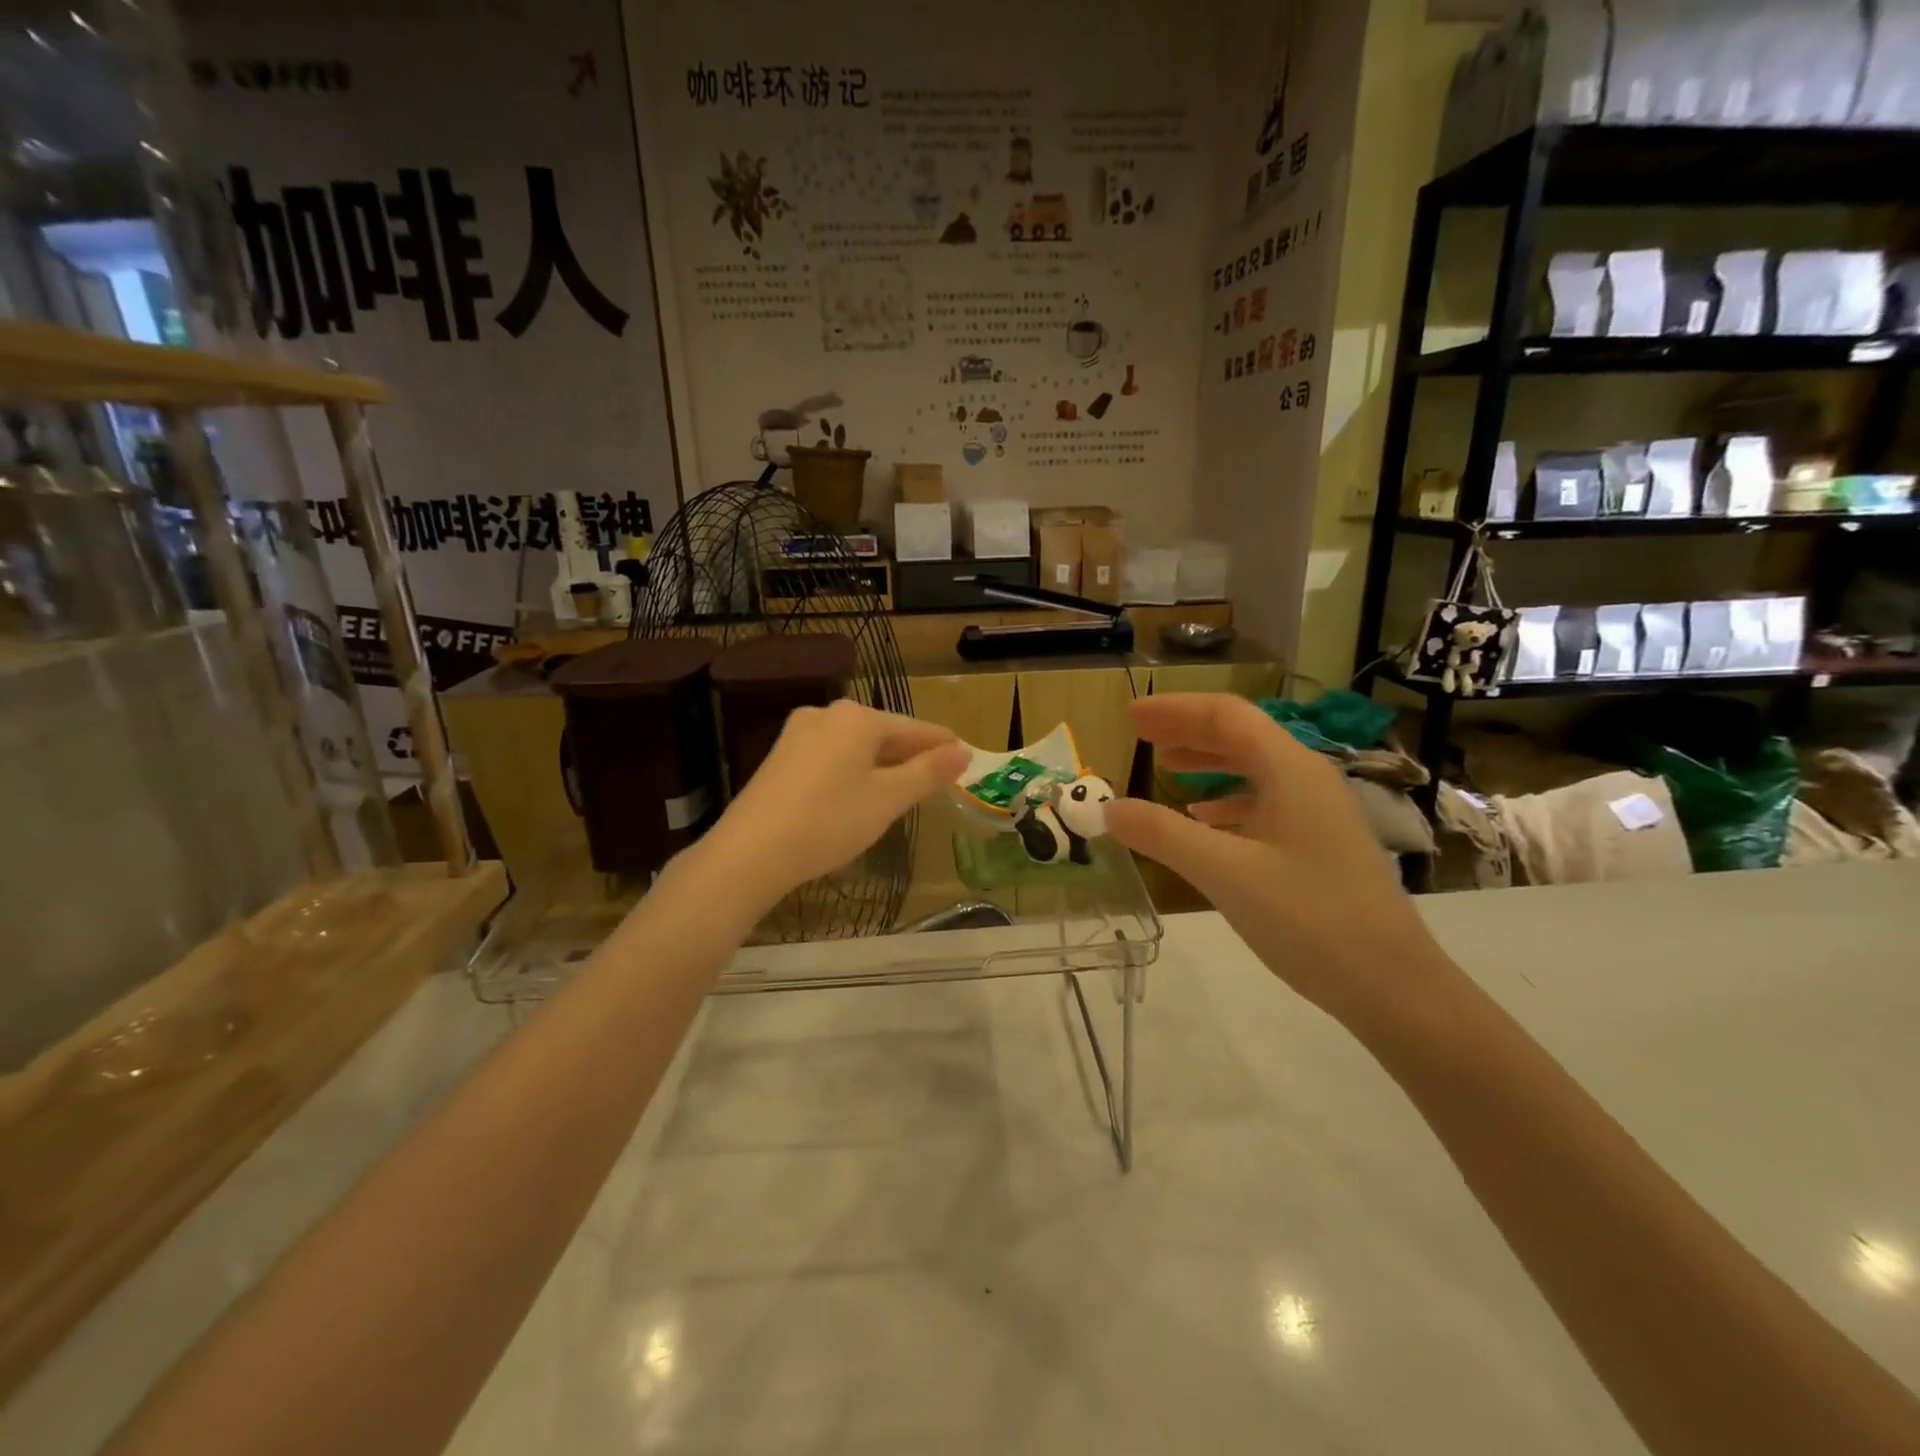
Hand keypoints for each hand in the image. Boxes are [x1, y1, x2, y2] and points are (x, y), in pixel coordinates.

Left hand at [695, 700, 969, 909]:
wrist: (751, 852)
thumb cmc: (830, 820)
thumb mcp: (888, 799)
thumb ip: (928, 773)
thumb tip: (962, 752)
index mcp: (856, 718)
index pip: (913, 728)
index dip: (941, 744)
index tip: (965, 755)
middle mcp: (826, 715)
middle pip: (882, 733)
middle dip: (911, 754)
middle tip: (938, 776)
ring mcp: (797, 735)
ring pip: (854, 746)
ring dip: (882, 764)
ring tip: (904, 787)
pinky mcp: (780, 758)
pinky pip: (831, 757)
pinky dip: (853, 771)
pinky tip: (859, 793)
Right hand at [1104, 694, 1449, 1033]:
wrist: (1394, 986)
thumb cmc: (1310, 919)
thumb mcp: (1226, 874)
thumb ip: (1164, 835)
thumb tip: (1110, 808)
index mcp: (1290, 770)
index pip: (1227, 716)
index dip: (1176, 709)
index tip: (1131, 715)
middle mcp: (1307, 779)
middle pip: (1241, 736)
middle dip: (1187, 730)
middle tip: (1139, 734)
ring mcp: (1317, 813)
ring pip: (1253, 768)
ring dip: (1206, 761)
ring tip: (1165, 766)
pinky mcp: (1319, 844)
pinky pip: (1265, 803)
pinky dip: (1227, 800)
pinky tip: (1206, 818)